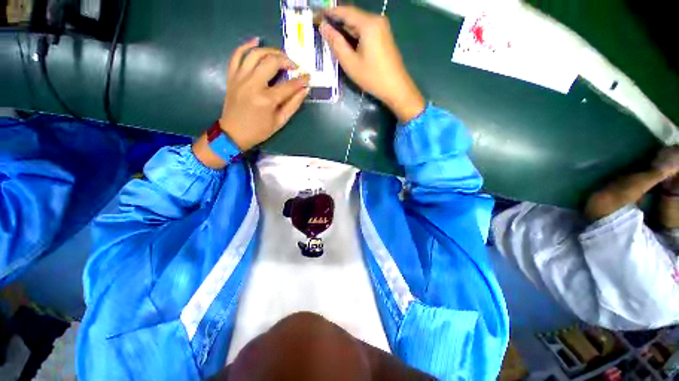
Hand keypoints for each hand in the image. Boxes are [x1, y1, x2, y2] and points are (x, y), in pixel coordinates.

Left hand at [194, 38, 309, 167]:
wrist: (233, 133)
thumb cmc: (259, 130)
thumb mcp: (280, 121)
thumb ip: (293, 104)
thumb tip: (304, 90)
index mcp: (266, 99)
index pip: (289, 85)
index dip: (301, 80)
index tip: (308, 77)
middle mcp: (252, 84)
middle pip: (271, 62)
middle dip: (286, 60)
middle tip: (294, 66)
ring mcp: (240, 78)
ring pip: (255, 54)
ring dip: (270, 51)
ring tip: (280, 55)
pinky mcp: (232, 76)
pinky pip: (237, 55)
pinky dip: (246, 45)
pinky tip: (256, 41)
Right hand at [320, 6, 424, 122]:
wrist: (396, 88)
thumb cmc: (372, 77)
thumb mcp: (350, 63)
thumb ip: (336, 43)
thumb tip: (324, 27)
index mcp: (368, 24)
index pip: (344, 11)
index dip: (329, 13)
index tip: (316, 17)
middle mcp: (376, 20)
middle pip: (352, 16)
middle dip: (336, 23)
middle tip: (321, 31)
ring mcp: (382, 28)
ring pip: (358, 24)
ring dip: (344, 30)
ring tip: (330, 38)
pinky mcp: (383, 36)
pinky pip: (365, 31)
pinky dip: (353, 36)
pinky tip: (346, 44)